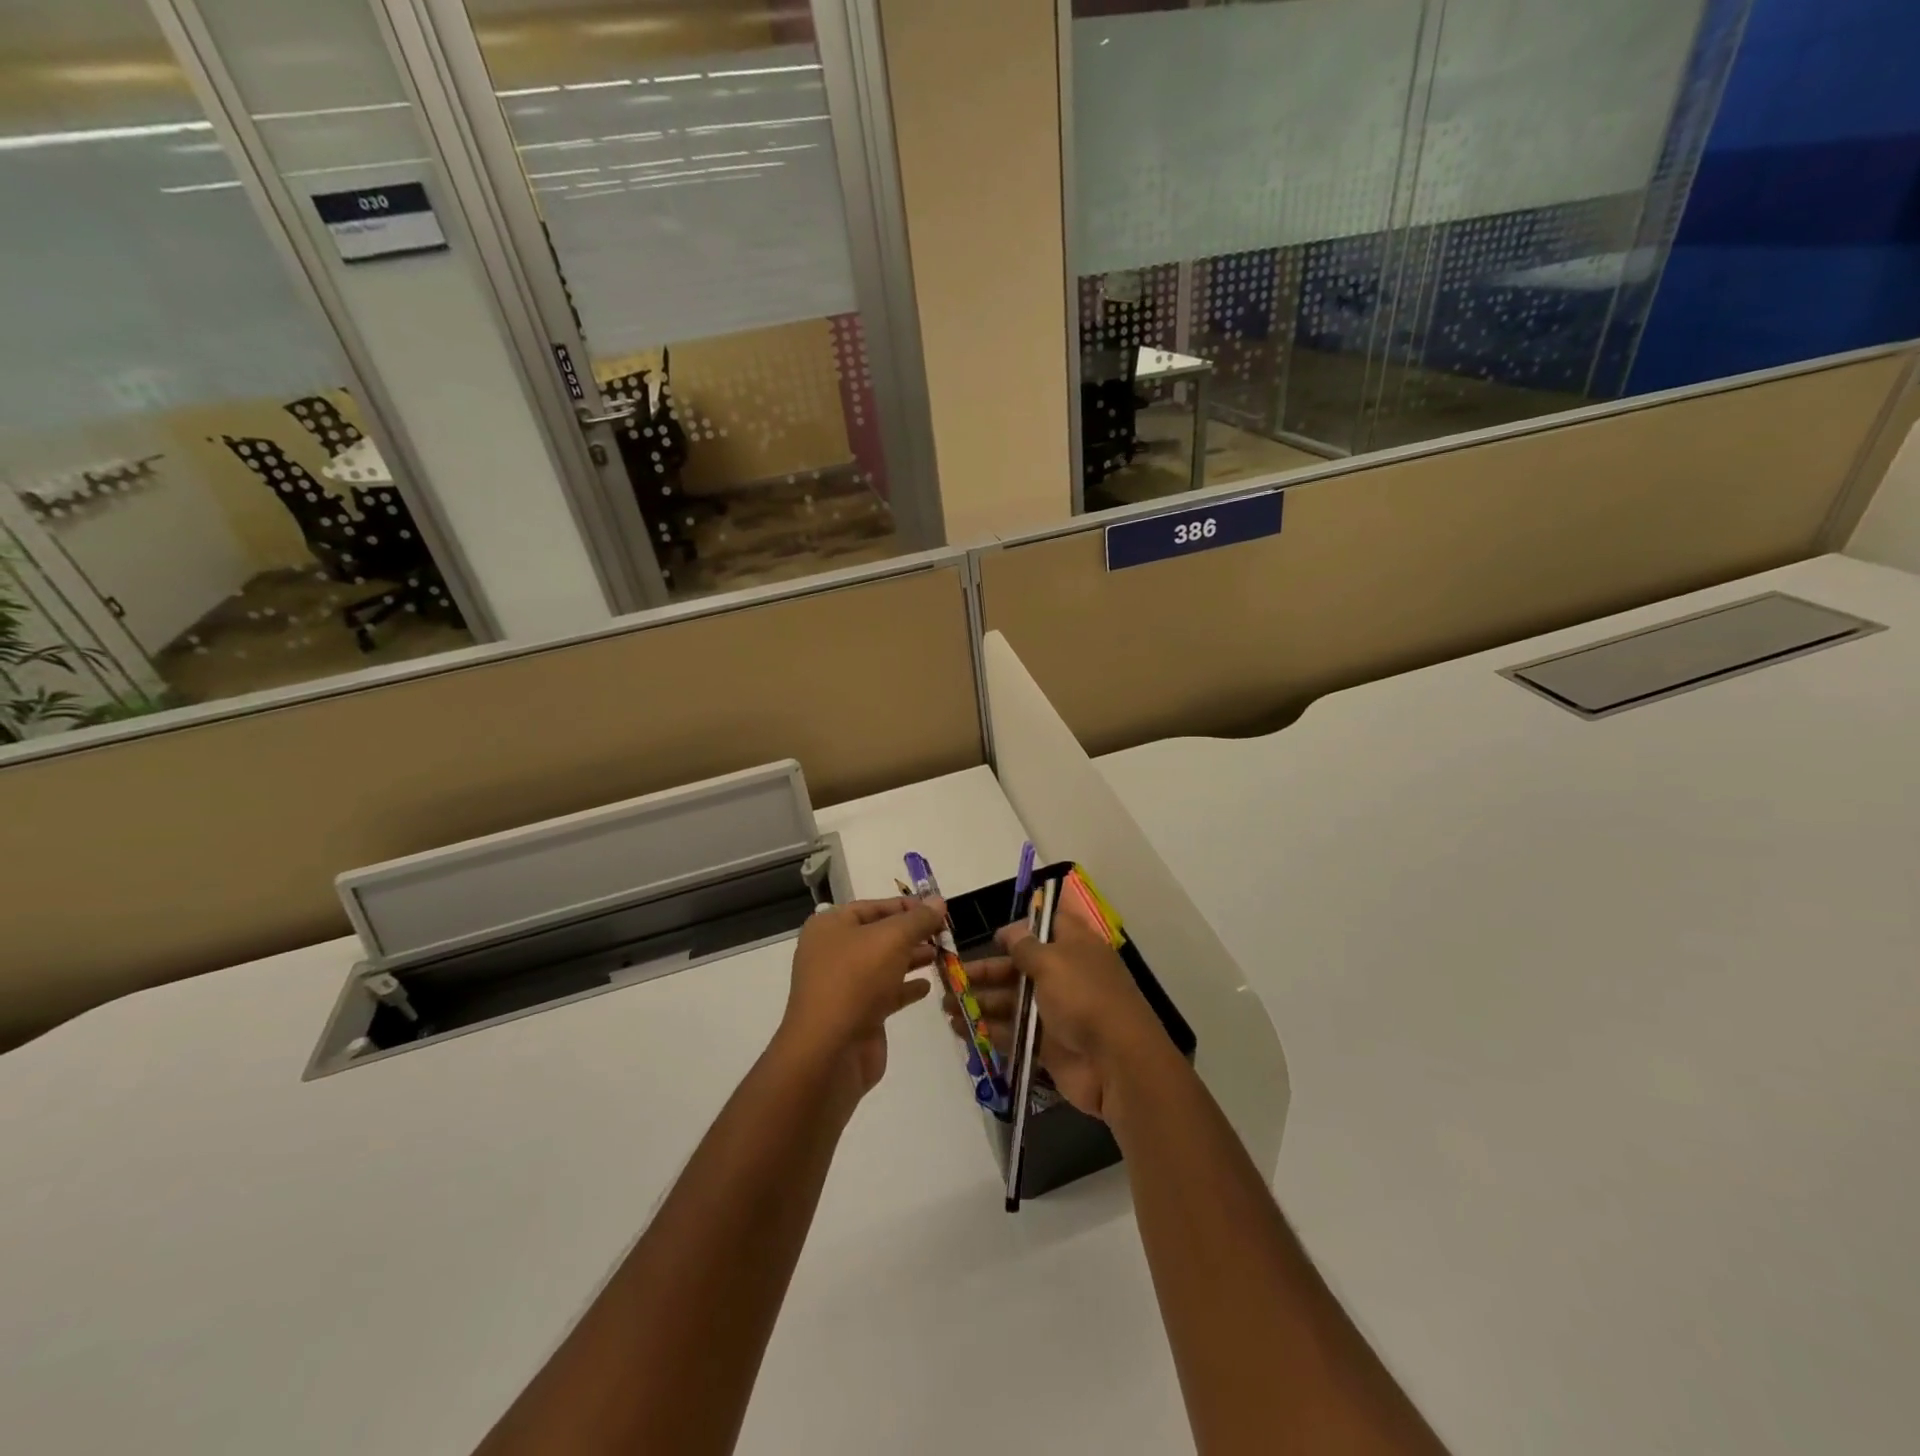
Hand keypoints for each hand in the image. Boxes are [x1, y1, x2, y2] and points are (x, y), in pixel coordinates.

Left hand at [776, 897, 944, 1101]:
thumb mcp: (892, 939)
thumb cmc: (856, 980)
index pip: (873, 907)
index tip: (937, 909)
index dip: (906, 906)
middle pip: (879, 935)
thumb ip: (918, 919)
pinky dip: (905, 987)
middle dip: (912, 933)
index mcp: (830, 926)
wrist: (829, 1051)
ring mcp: (843, 985)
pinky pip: (885, 993)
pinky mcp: (856, 1014)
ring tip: (942, 955)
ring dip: (912, 958)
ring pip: (884, 964)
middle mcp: (833, 952)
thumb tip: (938, 901)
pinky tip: (927, 986)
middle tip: (945, 934)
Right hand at [944, 916, 1169, 1120]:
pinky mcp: (1048, 1045)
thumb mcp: (1053, 961)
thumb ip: (1026, 947)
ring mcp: (1057, 1012)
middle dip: (986, 970)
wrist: (1117, 1064)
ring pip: (1013, 1001)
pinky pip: (1014, 1033)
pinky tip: (961, 1030)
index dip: (1020, 928)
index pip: (1048, 926)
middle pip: (1021, 967)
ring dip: (980, 1001)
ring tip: (945, 1005)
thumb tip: (1011, 930)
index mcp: (1075, 947)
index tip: (992, 936)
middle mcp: (1066, 975)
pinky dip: (989, 1030)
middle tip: (949, 976)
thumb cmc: (1085, 998)